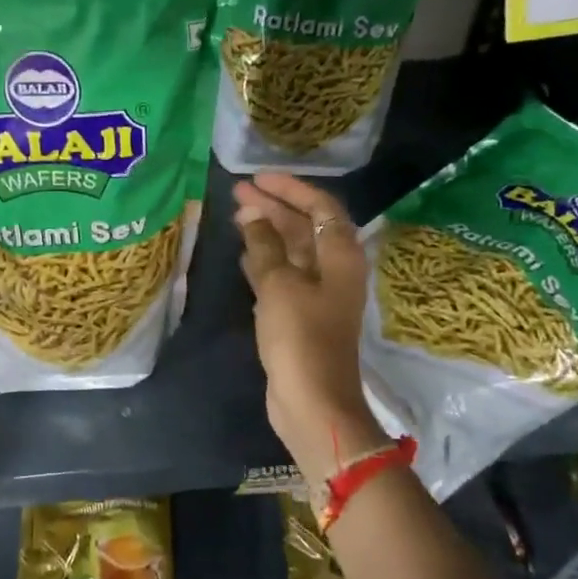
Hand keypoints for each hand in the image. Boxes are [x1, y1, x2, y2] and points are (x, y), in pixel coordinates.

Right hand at [233, 172, 390, 482]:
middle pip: (306, 226)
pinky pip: (283, 275)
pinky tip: (243, 253)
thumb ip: (265, 244)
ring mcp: (318, 294)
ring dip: (267, 232)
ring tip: (236, 216)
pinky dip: (265, 261)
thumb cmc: (300, 336)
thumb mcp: (279, 284)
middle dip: (273, 207)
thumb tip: (253, 213)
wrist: (312, 401)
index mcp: (341, 256)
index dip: (291, 188)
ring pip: (293, 251)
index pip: (320, 207)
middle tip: (237, 192)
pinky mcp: (301, 315)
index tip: (257, 178)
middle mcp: (335, 270)